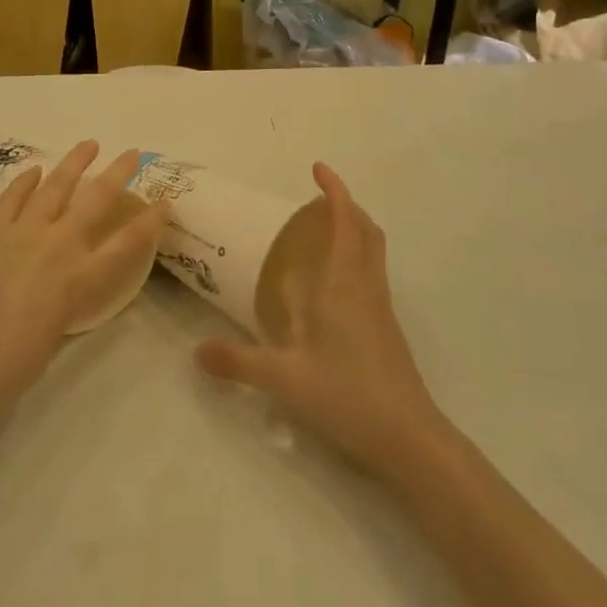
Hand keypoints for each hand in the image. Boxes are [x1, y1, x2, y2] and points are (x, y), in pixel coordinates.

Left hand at [0, 141, 169, 415]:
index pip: (128, 242)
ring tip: (88, 144)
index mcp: (82, 278)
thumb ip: (66, 300)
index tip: (165, 201)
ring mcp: (24, 231)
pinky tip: (35, 170)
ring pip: (56, 185)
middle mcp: (60, 245)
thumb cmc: (14, 363)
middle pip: (97, 199)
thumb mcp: (58, 332)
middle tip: (132, 153)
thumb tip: (63, 286)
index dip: (151, 220)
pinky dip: (26, 181)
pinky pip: (13, 196)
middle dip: (119, 172)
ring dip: (75, 162)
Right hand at [195, 163, 447, 480]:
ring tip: (321, 234)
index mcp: (343, 284)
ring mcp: (381, 307)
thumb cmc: (347, 396)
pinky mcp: (387, 328)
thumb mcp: (283, 379)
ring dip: (354, 230)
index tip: (318, 168)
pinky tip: (330, 287)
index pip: (345, 221)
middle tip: (317, 199)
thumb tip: (196, 351)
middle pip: (367, 229)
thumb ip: (237, 362)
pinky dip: (355, 258)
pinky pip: (372, 274)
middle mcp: (366, 286)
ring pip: (373, 252)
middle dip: (346, 205)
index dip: (335, 190)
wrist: (409, 439)